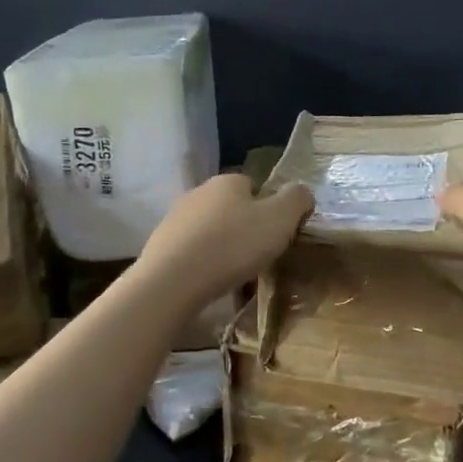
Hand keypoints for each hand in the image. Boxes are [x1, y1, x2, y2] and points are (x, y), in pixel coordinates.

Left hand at [133, 174, 312, 310]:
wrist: (173, 280)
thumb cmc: (233, 245)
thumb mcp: (280, 219)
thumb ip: (297, 199)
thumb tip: (301, 192)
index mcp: (228, 181)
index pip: (254, 186)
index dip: (269, 209)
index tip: (276, 234)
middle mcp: (199, 191)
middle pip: (230, 207)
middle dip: (244, 227)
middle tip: (258, 255)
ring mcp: (175, 217)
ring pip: (210, 229)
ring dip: (222, 245)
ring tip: (234, 272)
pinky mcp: (160, 245)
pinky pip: (192, 250)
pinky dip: (203, 262)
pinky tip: (210, 280)